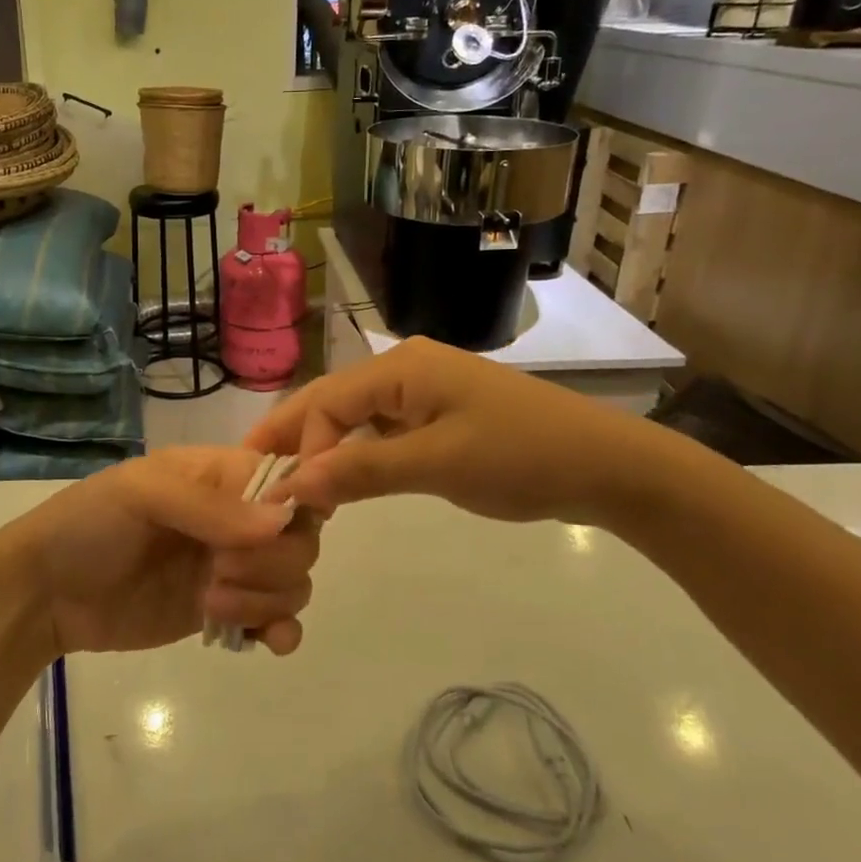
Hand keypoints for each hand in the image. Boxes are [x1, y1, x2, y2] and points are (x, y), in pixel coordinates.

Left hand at [0, 448, 321, 656]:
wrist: (45, 593)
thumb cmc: (89, 524)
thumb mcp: (142, 494)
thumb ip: (210, 506)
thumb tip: (281, 520)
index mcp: (220, 475)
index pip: (288, 481)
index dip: (294, 507)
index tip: (269, 534)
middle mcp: (235, 519)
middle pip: (299, 537)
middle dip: (272, 562)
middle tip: (218, 573)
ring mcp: (230, 568)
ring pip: (292, 580)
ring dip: (267, 598)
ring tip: (212, 604)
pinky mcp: (222, 612)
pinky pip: (274, 619)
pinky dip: (281, 630)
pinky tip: (265, 642)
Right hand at [244, 336, 662, 524]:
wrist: (606, 466)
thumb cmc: (521, 456)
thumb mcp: (437, 464)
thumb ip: (361, 471)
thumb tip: (290, 485)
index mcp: (401, 366)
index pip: (325, 400)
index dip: (297, 444)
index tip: (283, 495)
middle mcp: (404, 369)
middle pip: (332, 402)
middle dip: (294, 439)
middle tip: (254, 479)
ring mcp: (422, 392)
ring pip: (354, 419)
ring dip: (323, 450)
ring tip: (288, 485)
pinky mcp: (437, 417)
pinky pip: (381, 432)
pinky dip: (356, 456)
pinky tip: (339, 481)